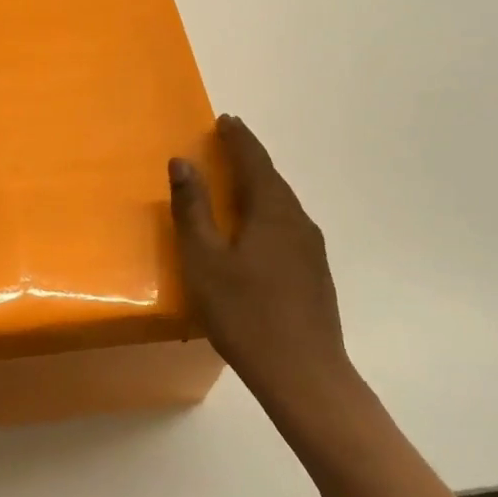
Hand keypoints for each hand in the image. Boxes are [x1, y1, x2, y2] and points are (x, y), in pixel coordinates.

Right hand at [168, 114, 353, 404]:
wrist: (304, 376)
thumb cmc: (245, 313)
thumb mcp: (204, 260)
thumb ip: (192, 209)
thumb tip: (182, 161)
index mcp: (272, 211)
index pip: (254, 161)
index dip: (238, 138)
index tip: (225, 120)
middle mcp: (298, 221)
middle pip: (272, 178)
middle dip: (249, 157)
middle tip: (227, 142)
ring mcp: (311, 249)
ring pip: (282, 203)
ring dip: (259, 184)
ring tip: (237, 180)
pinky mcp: (315, 273)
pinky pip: (287, 225)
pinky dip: (267, 210)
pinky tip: (255, 229)